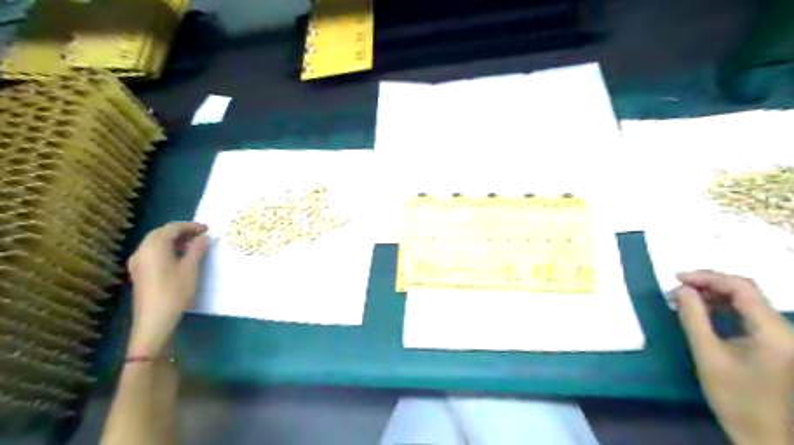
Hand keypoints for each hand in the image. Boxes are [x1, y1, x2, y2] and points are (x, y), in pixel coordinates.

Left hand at [127, 222, 208, 356]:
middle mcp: (142, 250)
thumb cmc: (175, 291)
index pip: (172, 228)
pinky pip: (153, 252)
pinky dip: (167, 249)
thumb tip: (204, 238)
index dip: (191, 226)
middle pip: (161, 233)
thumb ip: (198, 249)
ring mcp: (138, 261)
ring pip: (156, 242)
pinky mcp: (139, 272)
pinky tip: (179, 257)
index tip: (208, 229)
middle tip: (201, 235)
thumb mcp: (191, 268)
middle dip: (182, 231)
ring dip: (174, 240)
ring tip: (194, 245)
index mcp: (154, 246)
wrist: (154, 319)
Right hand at [676, 269, 793, 443]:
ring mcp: (782, 337)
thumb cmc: (735, 398)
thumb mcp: (707, 355)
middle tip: (678, 288)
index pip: (741, 288)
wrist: (766, 437)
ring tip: (685, 299)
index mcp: (772, 332)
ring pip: (748, 302)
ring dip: (715, 296)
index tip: (676, 278)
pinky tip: (704, 312)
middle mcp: (784, 330)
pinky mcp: (777, 345)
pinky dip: (724, 308)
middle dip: (710, 285)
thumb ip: (693, 318)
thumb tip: (681, 289)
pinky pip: (749, 315)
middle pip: (746, 292)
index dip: (707, 277)